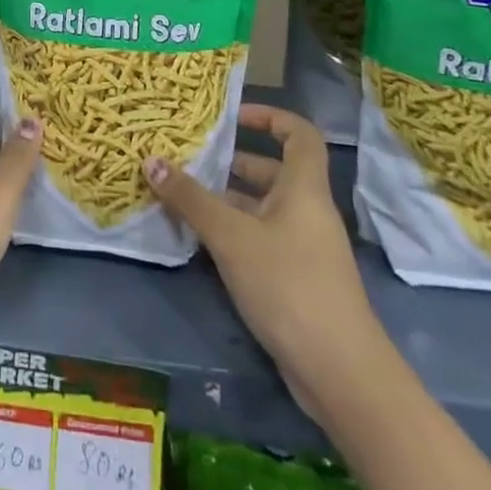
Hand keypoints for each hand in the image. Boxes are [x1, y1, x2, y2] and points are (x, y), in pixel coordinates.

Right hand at [145, 104, 379, 407]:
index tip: (233, 117)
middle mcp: (307, 211)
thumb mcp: (231, 237)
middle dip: (232, 163)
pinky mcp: (295, 278)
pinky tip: (199, 241)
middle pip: (273, 171)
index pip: (299, 134)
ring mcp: (304, 247)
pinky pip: (260, 238)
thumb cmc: (288, 285)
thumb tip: (151, 160)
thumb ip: (190, 199)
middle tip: (190, 160)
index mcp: (303, 189)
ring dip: (226, 200)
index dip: (270, 117)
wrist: (339, 372)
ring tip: (182, 197)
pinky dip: (232, 232)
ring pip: (262, 208)